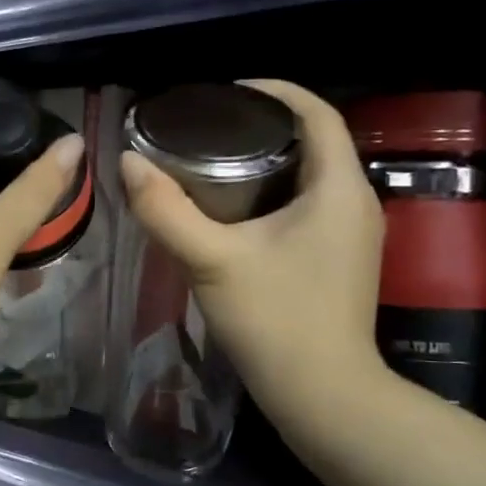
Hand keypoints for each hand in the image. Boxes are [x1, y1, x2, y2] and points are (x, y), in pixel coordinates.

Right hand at [119, 79, 387, 433]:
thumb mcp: (211, 260)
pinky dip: (274, 194)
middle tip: (207, 129)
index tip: (224, 92)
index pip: (316, 112)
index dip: (273, 91)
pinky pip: (309, 206)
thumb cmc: (274, 320)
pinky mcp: (341, 260)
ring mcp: (352, 234)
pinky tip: (234, 211)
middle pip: (314, 141)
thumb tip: (128, 162)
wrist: (322, 395)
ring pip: (311, 177)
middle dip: (263, 127)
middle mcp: (356, 201)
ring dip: (268, 162)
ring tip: (213, 162)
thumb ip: (165, 210)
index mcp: (338, 187)